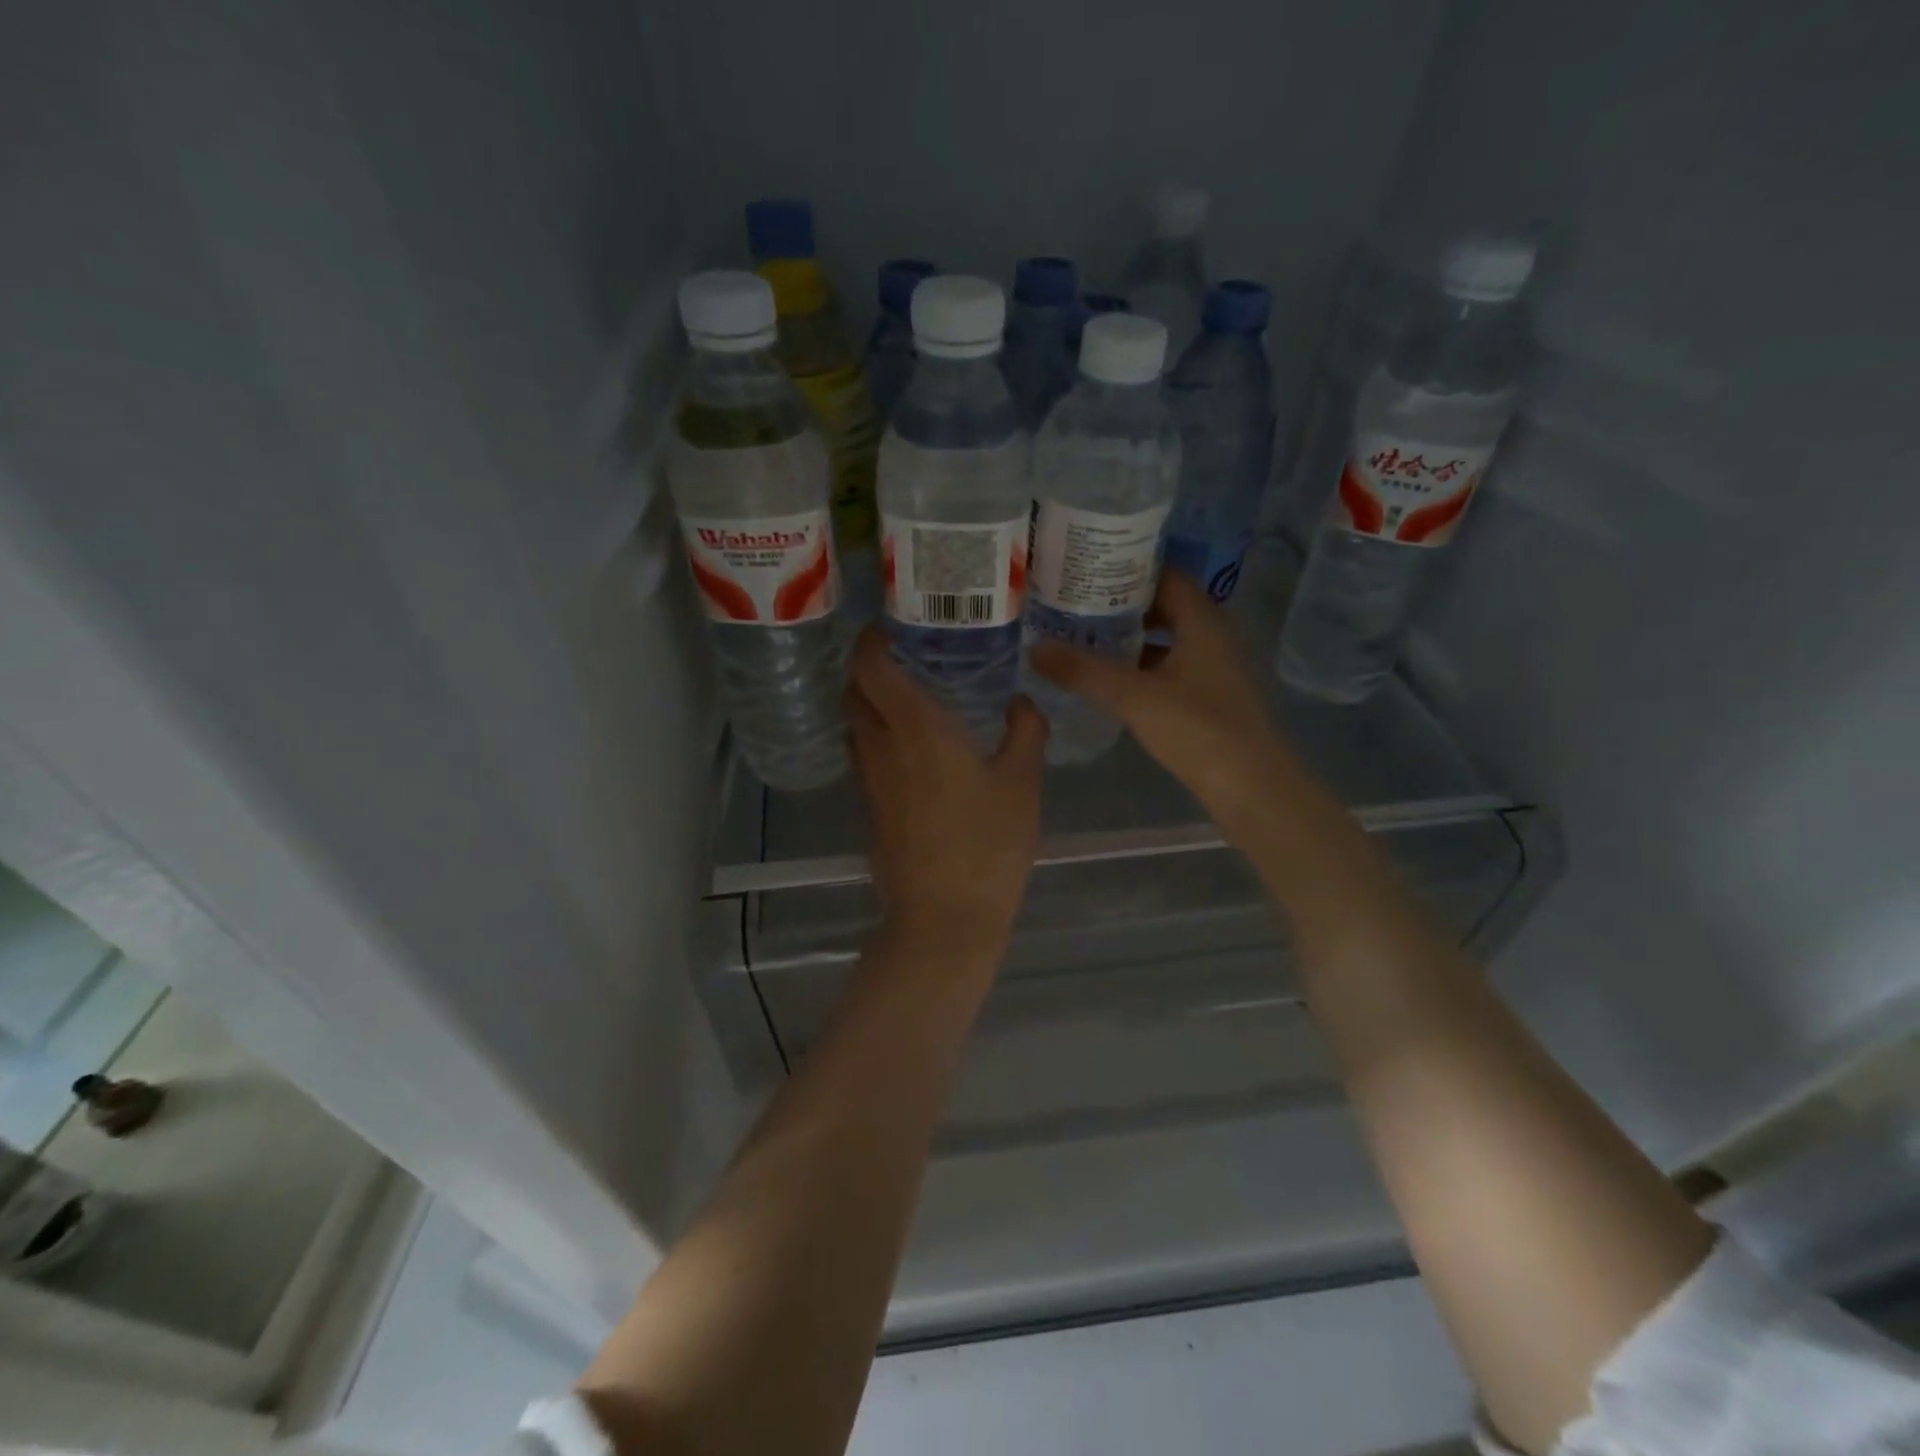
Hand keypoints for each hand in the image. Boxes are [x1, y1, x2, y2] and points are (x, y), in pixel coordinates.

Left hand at [845, 628, 1047, 969]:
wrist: (944, 917)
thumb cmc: (988, 844)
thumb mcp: (1022, 783)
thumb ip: (1025, 732)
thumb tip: (1021, 702)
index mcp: (916, 727)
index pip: (871, 666)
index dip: (871, 640)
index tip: (889, 627)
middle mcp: (881, 746)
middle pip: (853, 692)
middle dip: (868, 668)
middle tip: (904, 658)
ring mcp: (869, 780)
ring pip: (854, 726)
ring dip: (869, 704)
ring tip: (908, 698)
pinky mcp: (870, 809)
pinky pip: (864, 756)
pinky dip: (877, 737)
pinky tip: (912, 748)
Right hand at [1027, 571, 1297, 836]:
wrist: (1250, 786)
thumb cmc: (1198, 729)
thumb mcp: (1134, 696)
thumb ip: (1084, 671)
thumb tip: (1035, 648)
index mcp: (1201, 621)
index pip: (1164, 575)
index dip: (1127, 567)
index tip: (1085, 567)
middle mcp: (1209, 636)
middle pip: (1161, 605)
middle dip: (1119, 603)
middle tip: (1073, 602)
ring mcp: (1209, 668)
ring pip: (1163, 639)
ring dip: (1127, 636)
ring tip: (1080, 636)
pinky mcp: (1205, 697)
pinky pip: (1165, 667)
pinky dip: (1137, 666)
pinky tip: (1107, 678)